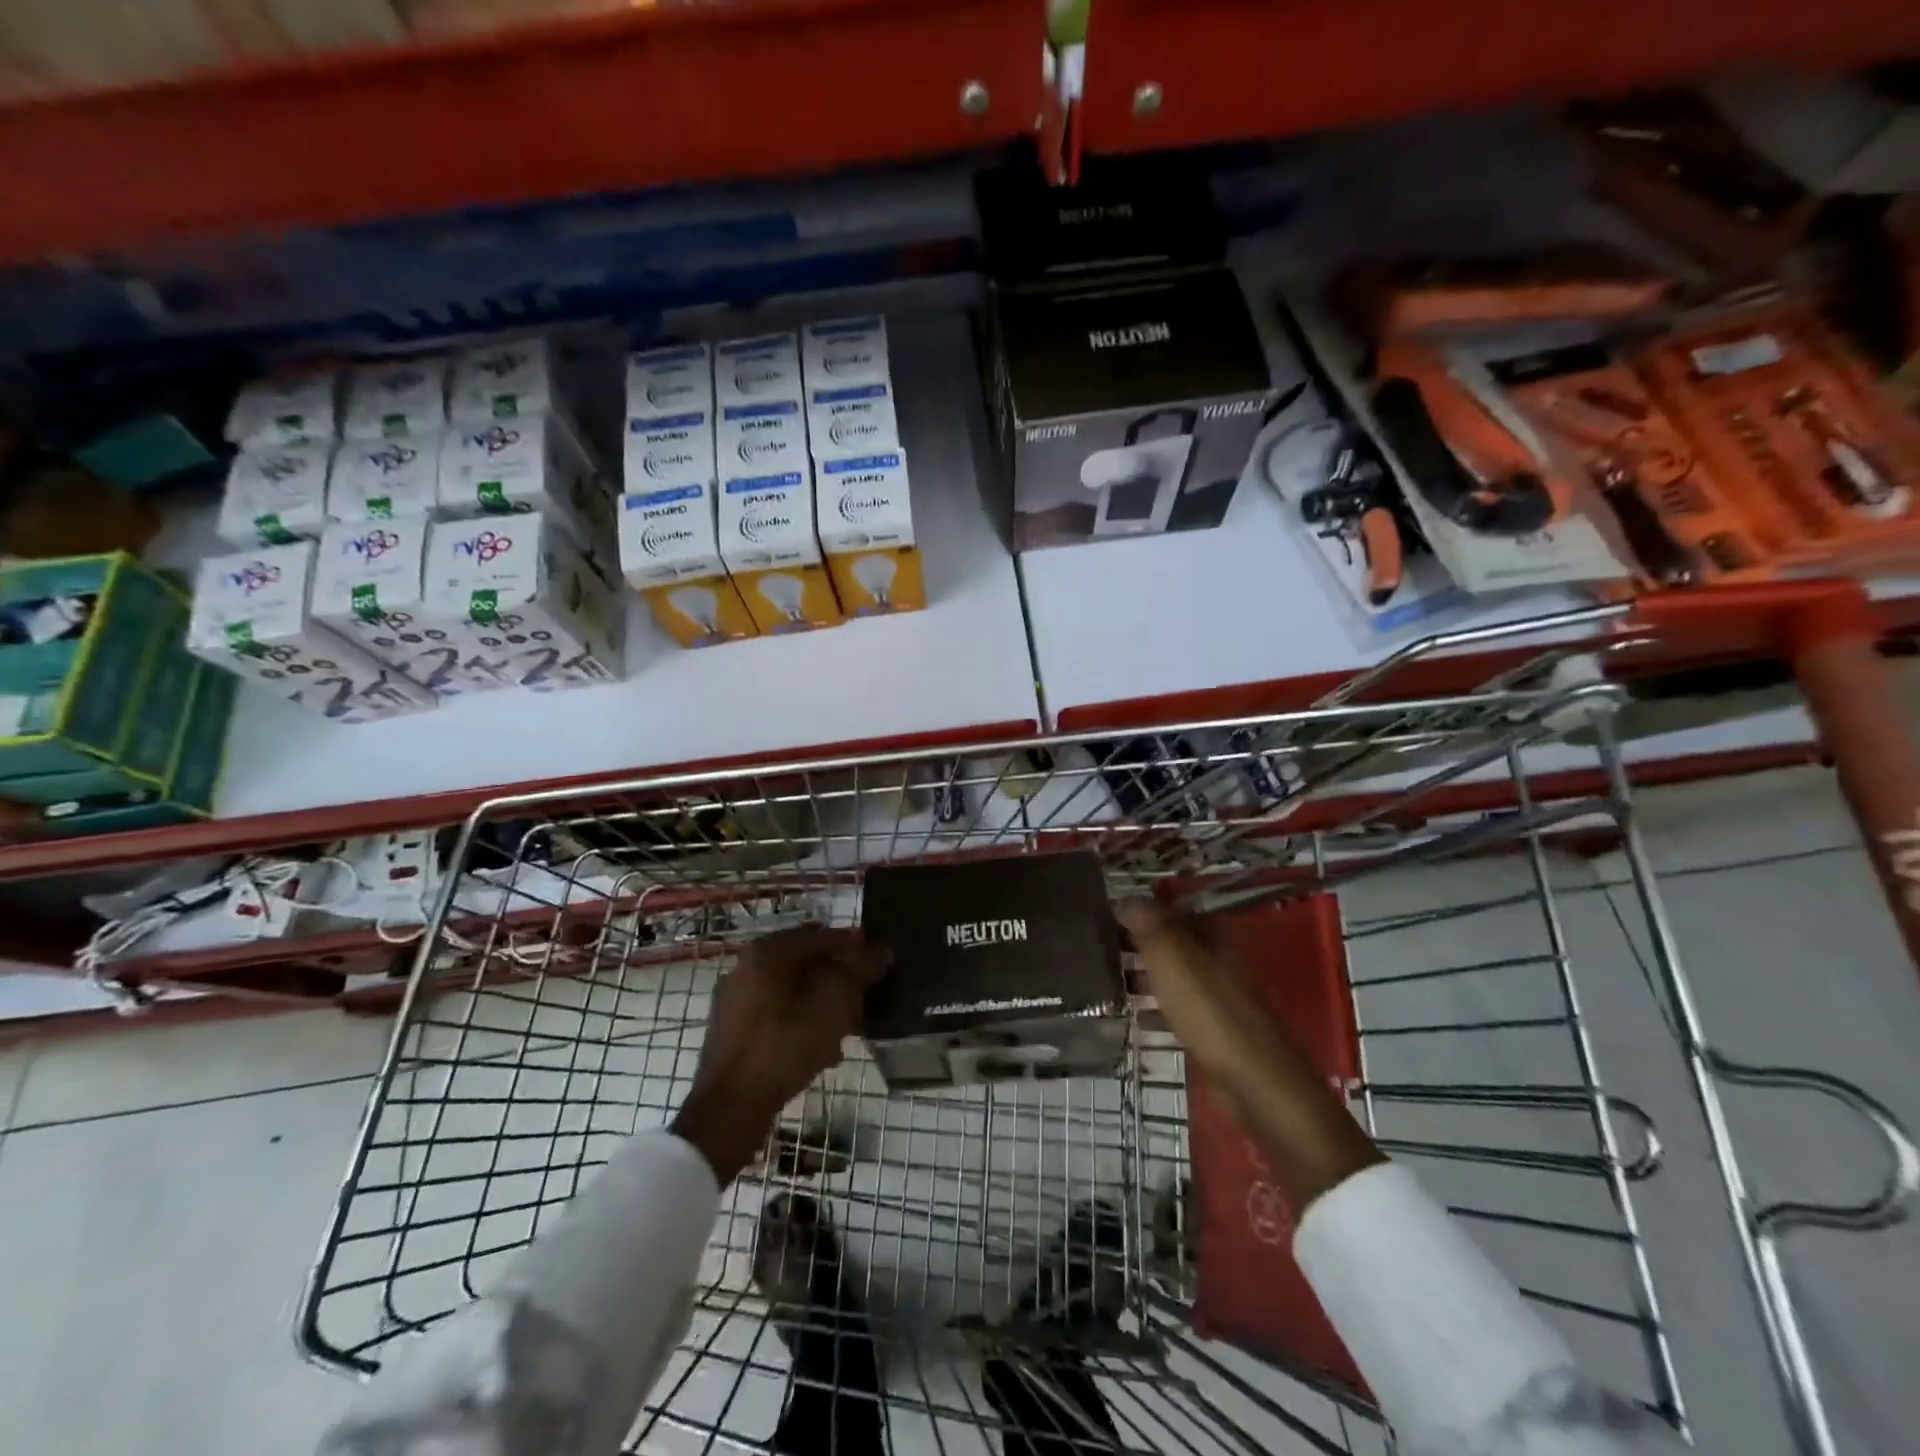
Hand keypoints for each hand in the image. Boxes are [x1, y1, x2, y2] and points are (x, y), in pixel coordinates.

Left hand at [672, 924, 884, 1182]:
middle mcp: (746, 967)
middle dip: (840, 976)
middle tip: (868, 995)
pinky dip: (804, 1021)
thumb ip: (857, 972)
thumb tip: (879, 951)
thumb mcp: (831, 1006)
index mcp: (766, 953)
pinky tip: (826, 1048)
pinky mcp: (735, 1032)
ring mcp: (737, 1001)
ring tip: (852, 1025)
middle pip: (806, 962)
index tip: (882, 960)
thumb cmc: (783, 1048)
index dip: (855, 945)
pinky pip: (779, 1014)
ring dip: (825, 1002)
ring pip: (794, 990)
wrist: (728, 1111)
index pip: (821, 936)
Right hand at [1117, 898, 1381, 1209]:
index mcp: (1212, 936)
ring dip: (1143, 974)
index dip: (1137, 910)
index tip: (1101, 915)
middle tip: (1096, 946)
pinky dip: (1156, 1007)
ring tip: (1105, 978)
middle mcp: (1217, 960)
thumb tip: (1126, 897)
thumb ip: (1151, 927)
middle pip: (1171, 942)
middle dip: (1137, 942)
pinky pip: (1177, 1007)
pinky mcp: (1215, 1030)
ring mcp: (1218, 996)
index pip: (1169, 910)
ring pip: (1173, 975)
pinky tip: (1133, 1016)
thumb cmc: (1211, 1014)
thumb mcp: (1174, 961)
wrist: (1255, 1082)